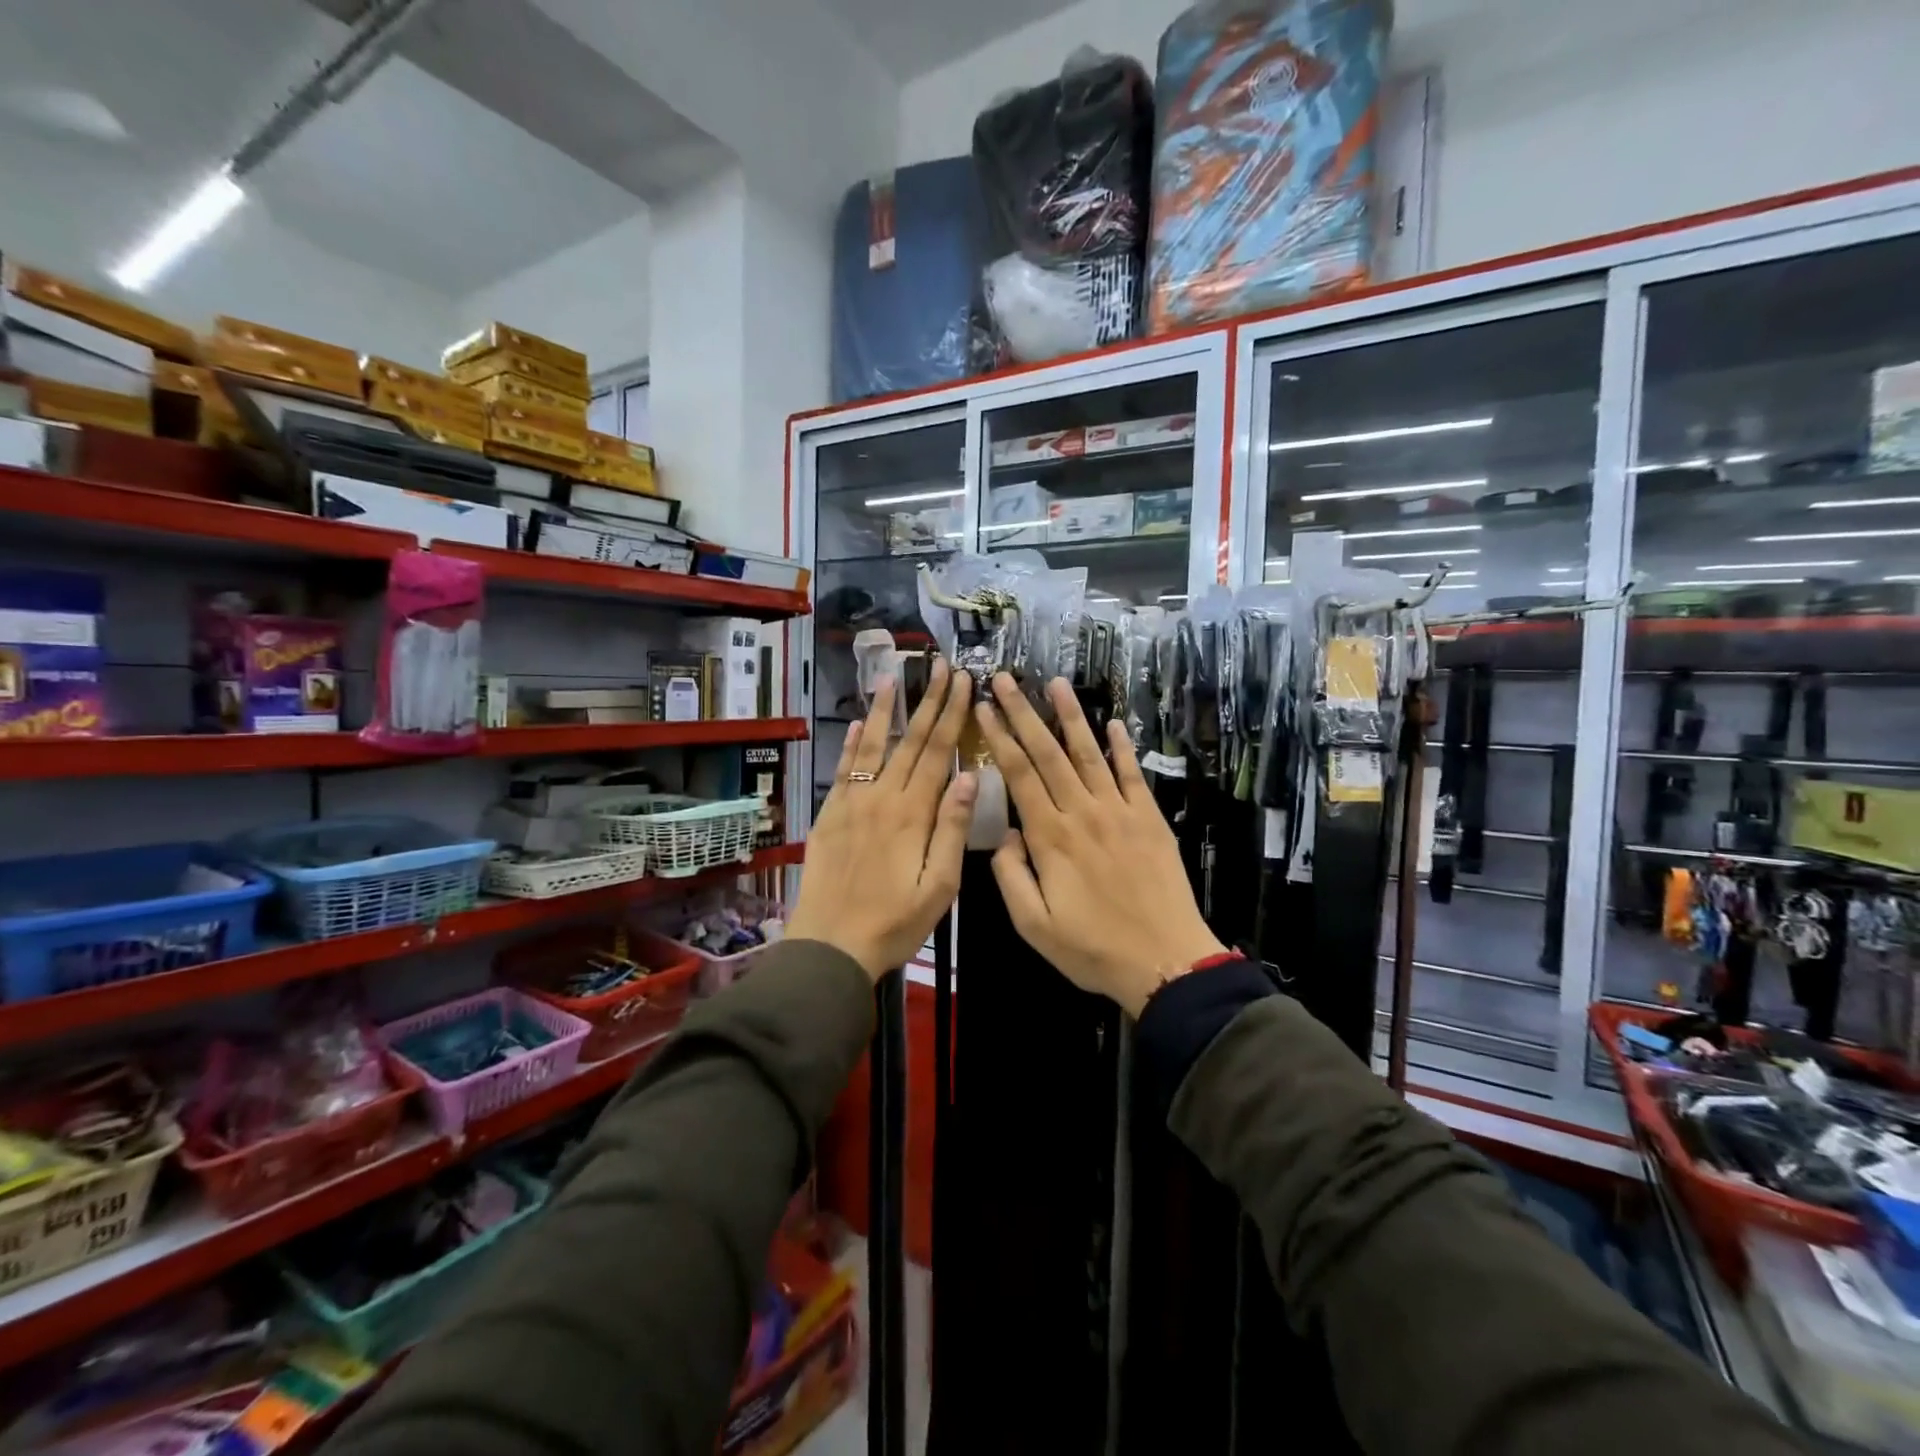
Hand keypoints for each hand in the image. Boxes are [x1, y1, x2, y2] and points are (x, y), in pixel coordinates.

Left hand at [787, 660, 975, 980]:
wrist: (831, 944)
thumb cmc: (895, 921)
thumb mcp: (939, 885)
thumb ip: (953, 828)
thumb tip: (969, 777)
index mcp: (914, 813)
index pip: (938, 752)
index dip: (952, 714)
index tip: (963, 681)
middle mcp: (882, 797)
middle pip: (910, 741)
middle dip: (928, 701)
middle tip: (939, 665)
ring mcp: (852, 803)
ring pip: (873, 746)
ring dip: (886, 711)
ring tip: (894, 678)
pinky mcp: (830, 815)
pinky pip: (844, 769)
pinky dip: (852, 744)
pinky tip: (860, 723)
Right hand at [975, 673, 1224, 1015]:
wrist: (1165, 961)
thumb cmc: (1092, 948)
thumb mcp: (1033, 925)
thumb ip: (1011, 875)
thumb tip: (1004, 833)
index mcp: (1050, 837)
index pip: (1019, 775)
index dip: (1000, 738)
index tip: (984, 707)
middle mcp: (1082, 813)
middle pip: (1048, 753)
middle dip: (1024, 713)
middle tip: (1006, 679)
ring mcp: (1119, 811)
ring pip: (1089, 753)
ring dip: (1071, 716)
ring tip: (1055, 683)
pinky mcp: (1149, 819)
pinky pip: (1132, 774)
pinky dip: (1122, 747)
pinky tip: (1113, 723)